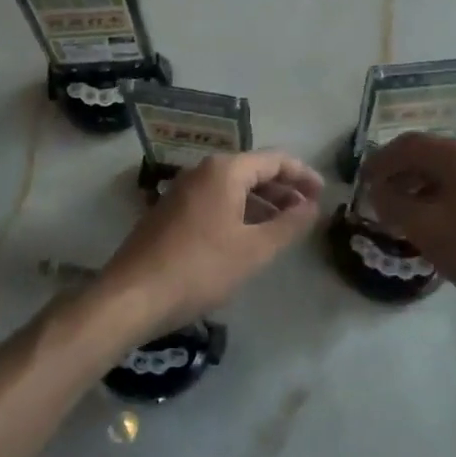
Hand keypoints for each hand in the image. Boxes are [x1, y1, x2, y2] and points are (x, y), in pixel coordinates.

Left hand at [102, 150, 323, 329]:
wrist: (131, 297)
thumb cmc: (199, 269)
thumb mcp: (254, 250)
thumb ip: (289, 225)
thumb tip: (312, 206)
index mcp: (225, 171)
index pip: (275, 159)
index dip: (303, 174)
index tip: (323, 193)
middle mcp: (203, 171)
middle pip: (253, 170)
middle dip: (283, 189)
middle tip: (307, 212)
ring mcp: (183, 190)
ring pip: (233, 187)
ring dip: (262, 203)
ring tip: (283, 227)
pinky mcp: (170, 212)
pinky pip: (215, 201)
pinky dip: (239, 212)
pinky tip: (247, 237)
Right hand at [361, 134, 455, 325]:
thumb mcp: (427, 229)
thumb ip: (393, 204)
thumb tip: (377, 189)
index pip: (407, 144)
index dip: (379, 161)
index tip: (360, 183)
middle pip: (428, 155)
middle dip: (398, 175)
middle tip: (379, 202)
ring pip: (447, 173)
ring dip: (419, 189)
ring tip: (403, 217)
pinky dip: (441, 199)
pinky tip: (437, 226)